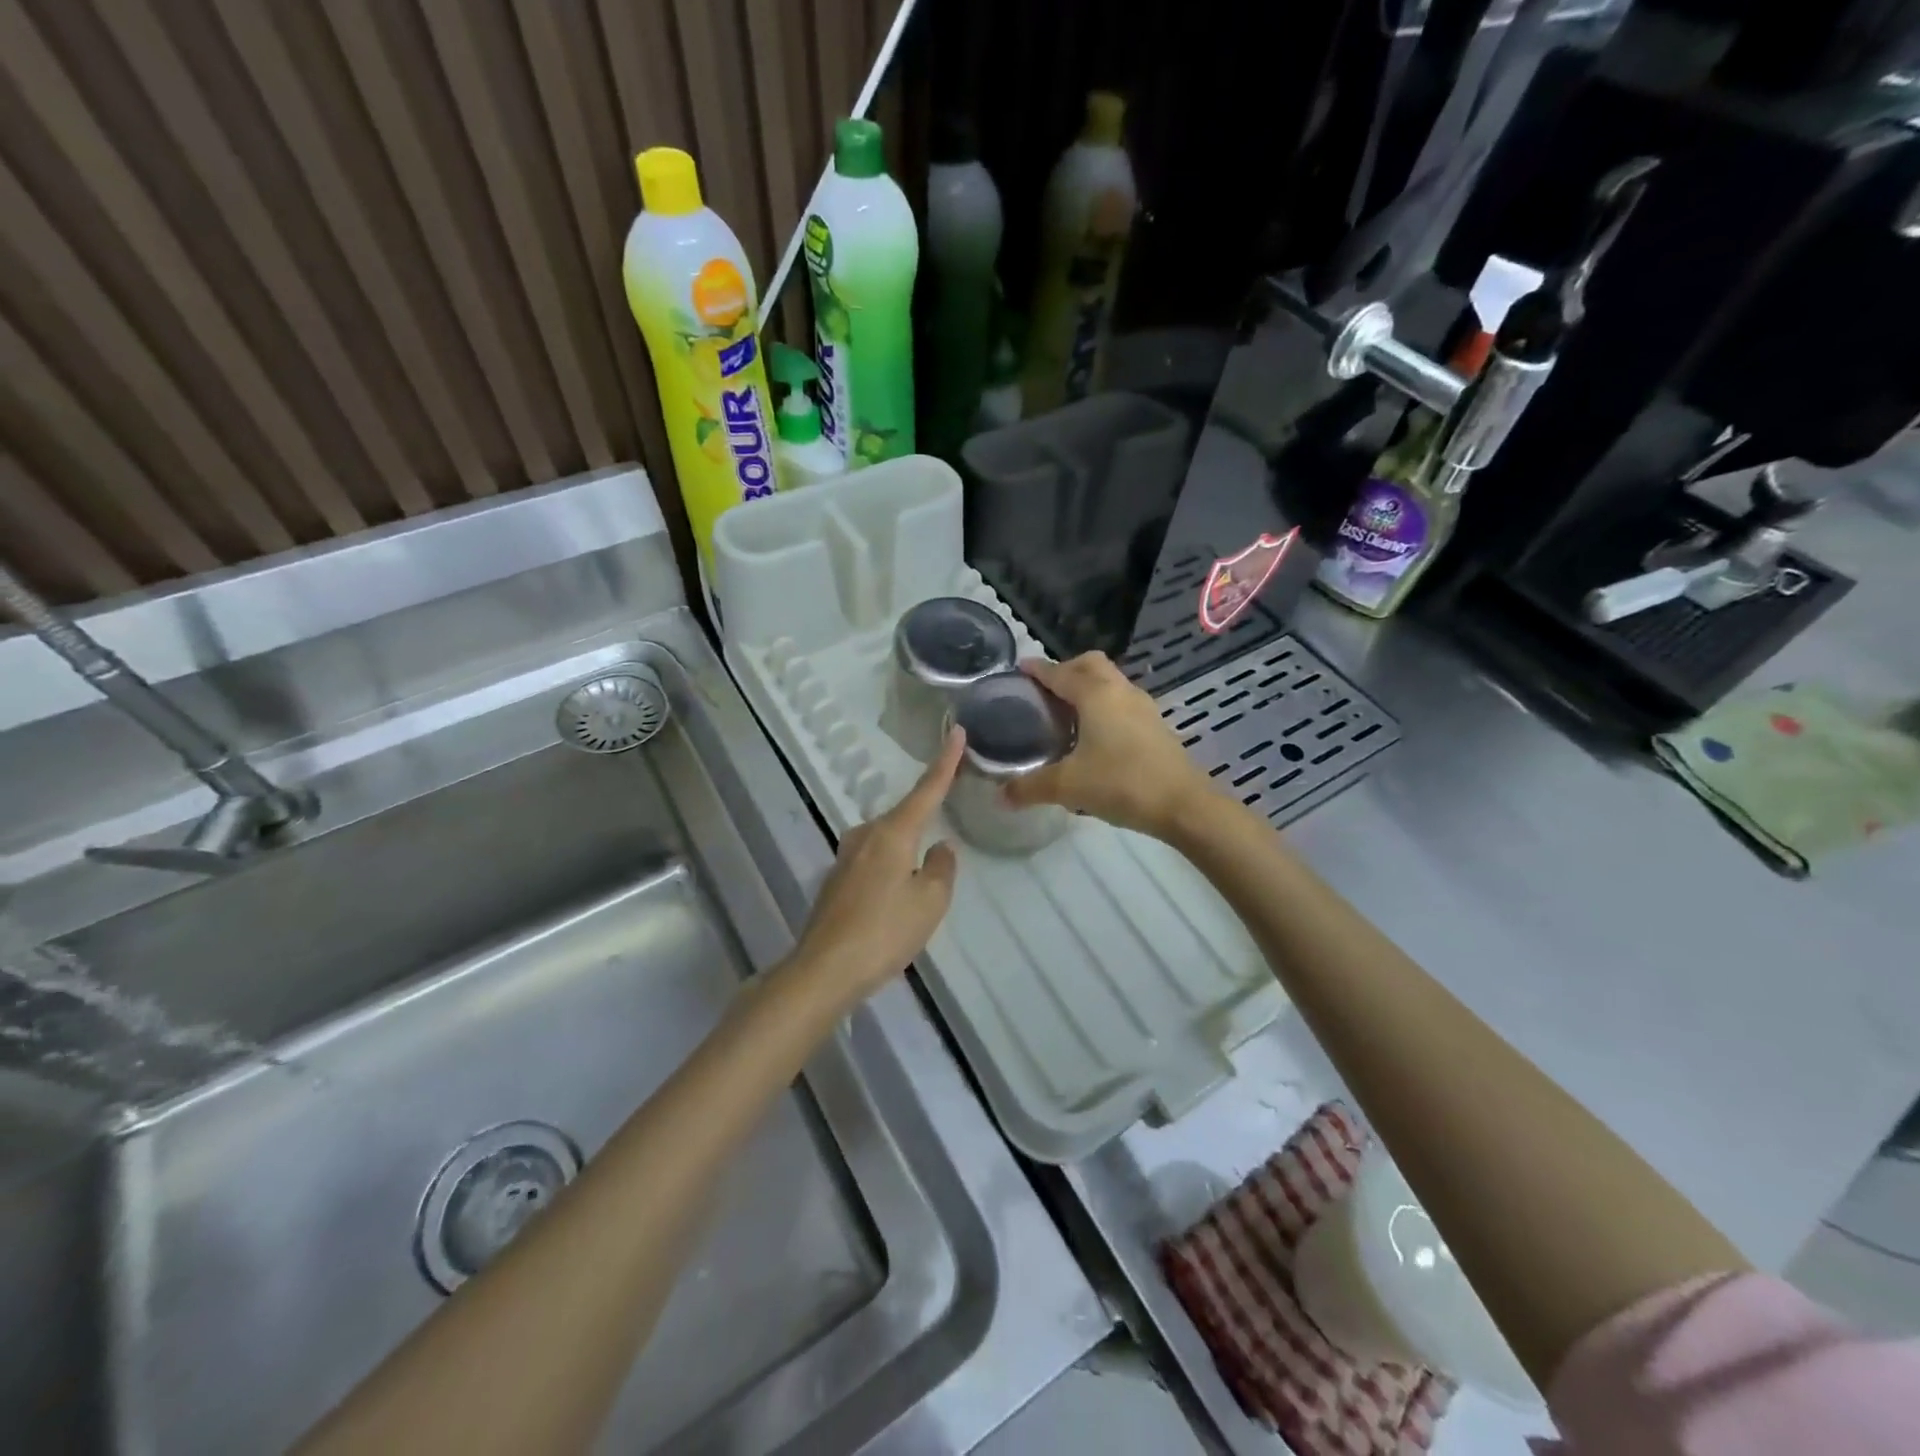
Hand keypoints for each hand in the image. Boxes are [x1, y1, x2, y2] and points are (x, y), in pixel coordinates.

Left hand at [784, 729, 963, 1010]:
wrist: (825, 969)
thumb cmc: (885, 931)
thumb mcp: (930, 902)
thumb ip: (942, 868)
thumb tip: (940, 848)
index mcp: (893, 832)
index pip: (926, 790)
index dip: (945, 762)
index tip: (956, 732)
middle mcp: (866, 835)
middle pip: (904, 818)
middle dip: (924, 824)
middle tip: (941, 852)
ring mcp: (846, 857)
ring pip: (887, 842)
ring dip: (905, 854)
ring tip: (918, 889)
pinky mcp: (836, 880)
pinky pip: (873, 863)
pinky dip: (889, 872)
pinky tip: (893, 902)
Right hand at [1002, 653, 1218, 839]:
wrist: (1183, 804)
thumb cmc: (1121, 784)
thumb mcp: (1068, 786)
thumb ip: (1030, 787)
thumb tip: (1000, 797)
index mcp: (1095, 695)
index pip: (1060, 672)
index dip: (1037, 670)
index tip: (1019, 669)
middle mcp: (1120, 691)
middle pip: (1090, 664)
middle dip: (1066, 670)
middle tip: (1045, 691)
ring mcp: (1142, 707)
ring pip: (1110, 681)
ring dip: (1088, 686)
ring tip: (1066, 712)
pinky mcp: (1154, 725)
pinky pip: (1122, 701)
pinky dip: (1103, 704)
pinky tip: (1094, 734)